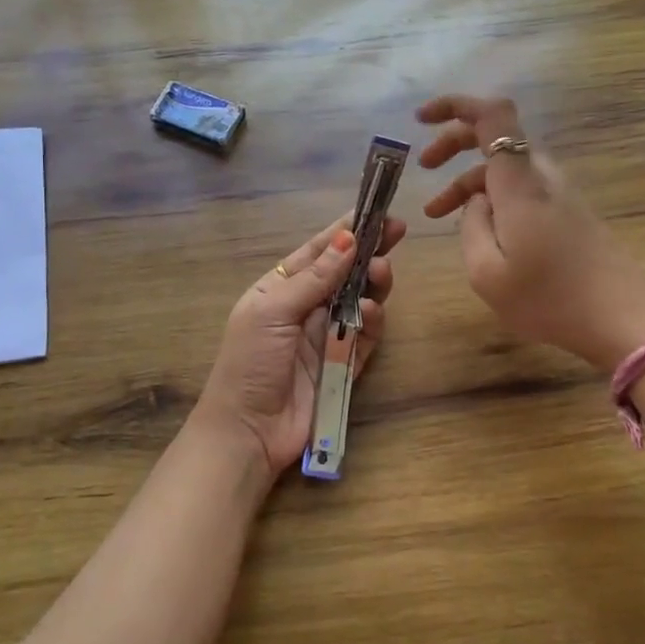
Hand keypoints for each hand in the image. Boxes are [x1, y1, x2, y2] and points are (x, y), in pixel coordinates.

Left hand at [193, 212, 404, 480]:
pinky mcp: (344, 365)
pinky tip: (371, 313)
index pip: (317, 252)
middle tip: (396, 233)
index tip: (376, 211)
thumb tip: (347, 238)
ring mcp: (326, 337)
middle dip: (369, 252)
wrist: (248, 432)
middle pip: (344, 273)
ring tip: (382, 274)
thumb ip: (314, 278)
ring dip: (373, 285)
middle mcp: (304, 308)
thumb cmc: (250, 363)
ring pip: (359, 301)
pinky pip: (365, 337)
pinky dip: (371, 323)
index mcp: (279, 289)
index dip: (345, 231)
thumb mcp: (273, 312)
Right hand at [416, 94, 644, 372]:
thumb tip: (476, 201)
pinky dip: (492, 199)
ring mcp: (559, 194)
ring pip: (505, 169)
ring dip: (468, 182)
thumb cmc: (549, 298)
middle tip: (423, 166)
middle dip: (453, 143)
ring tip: (436, 215)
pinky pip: (521, 190)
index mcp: (519, 183)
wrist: (623, 320)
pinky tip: (478, 231)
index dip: (455, 105)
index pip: (492, 115)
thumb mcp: (487, 272)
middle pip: (496, 137)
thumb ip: (472, 226)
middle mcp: (541, 177)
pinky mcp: (569, 213)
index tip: (422, 119)